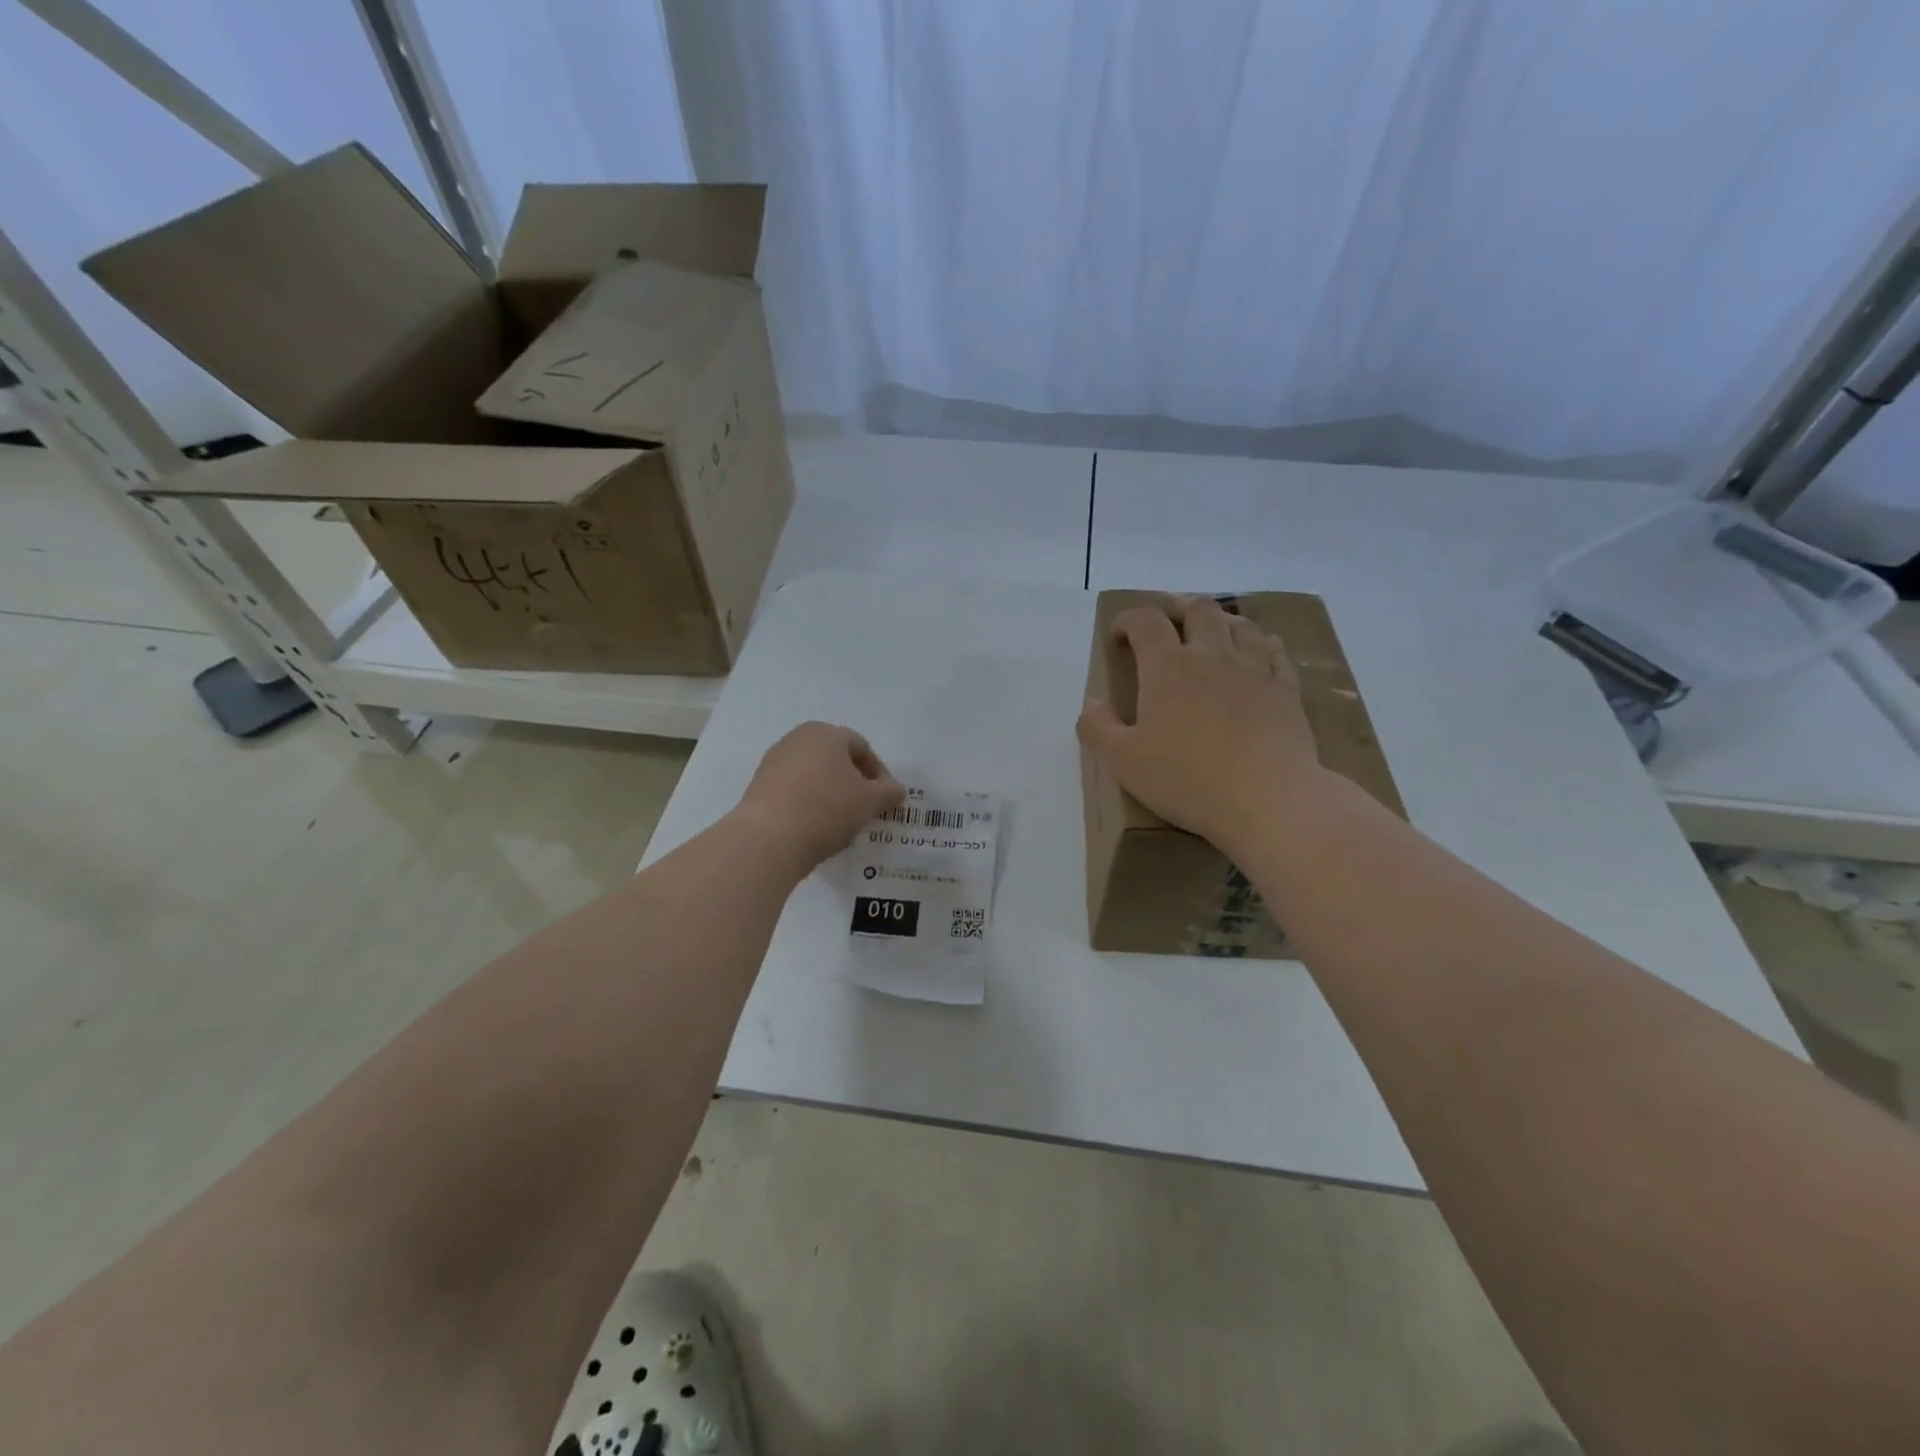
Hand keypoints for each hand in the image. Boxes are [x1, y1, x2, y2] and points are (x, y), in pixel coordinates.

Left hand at [736, 722, 905, 873]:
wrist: (769, 839)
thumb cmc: (827, 809)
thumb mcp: (870, 802)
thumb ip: (889, 793)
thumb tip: (897, 790)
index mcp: (826, 733)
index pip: (862, 748)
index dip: (879, 773)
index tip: (885, 799)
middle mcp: (797, 739)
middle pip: (835, 758)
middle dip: (853, 781)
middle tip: (864, 808)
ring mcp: (774, 761)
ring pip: (813, 774)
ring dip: (830, 792)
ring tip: (839, 821)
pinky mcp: (758, 785)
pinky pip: (793, 789)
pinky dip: (808, 802)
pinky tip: (814, 826)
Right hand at [1077, 596, 1323, 852]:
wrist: (1267, 799)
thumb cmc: (1187, 778)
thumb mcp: (1123, 762)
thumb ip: (1098, 728)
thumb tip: (1091, 703)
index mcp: (1167, 668)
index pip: (1145, 621)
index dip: (1127, 620)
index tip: (1118, 637)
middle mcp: (1211, 655)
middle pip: (1198, 609)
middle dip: (1178, 609)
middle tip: (1168, 626)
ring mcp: (1254, 669)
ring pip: (1240, 624)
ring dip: (1222, 621)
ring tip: (1212, 635)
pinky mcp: (1286, 690)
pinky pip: (1276, 653)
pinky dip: (1263, 646)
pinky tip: (1260, 654)